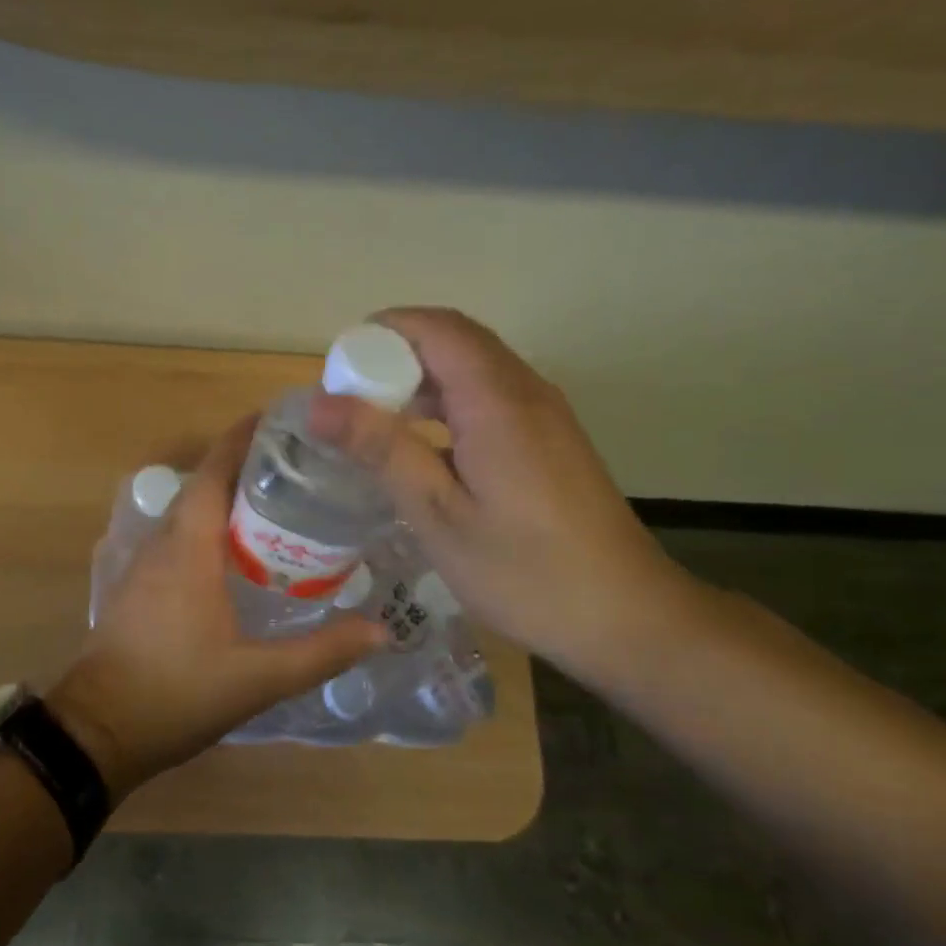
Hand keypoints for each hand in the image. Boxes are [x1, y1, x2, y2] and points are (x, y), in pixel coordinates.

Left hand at [48, 416, 385, 797]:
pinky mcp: (136, 587)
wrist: (99, 731)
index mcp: (189, 548)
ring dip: (224, 499)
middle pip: (203, 486)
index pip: (215, 472)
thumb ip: (321, 653)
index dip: (242, 439)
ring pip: (188, 514)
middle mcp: (162, 544)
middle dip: (243, 467)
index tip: (277, 419)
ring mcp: (143, 565)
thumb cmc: (177, 693)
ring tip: (276, 505)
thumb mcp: (258, 678)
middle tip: (297, 467)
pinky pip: (176, 540)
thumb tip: (381, 632)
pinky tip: (236, 555)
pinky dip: (207, 530)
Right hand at [309, 307, 708, 685]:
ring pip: (473, 368)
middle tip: (346, 400)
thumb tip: (319, 403)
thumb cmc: (524, 571)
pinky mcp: (550, 440)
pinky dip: (447, 404)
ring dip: (420, 380)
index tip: (336, 371)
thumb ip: (381, 449)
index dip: (380, 334)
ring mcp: (544, 415)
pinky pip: (490, 397)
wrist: (626, 617)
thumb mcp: (438, 514)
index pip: (434, 328)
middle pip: (454, 340)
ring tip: (373, 422)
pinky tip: (422, 449)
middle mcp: (525, 391)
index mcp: (497, 400)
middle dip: (394, 355)